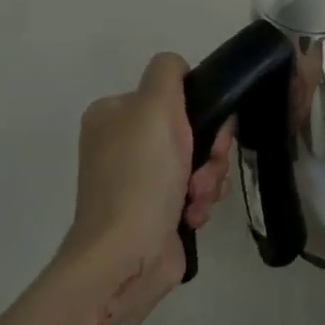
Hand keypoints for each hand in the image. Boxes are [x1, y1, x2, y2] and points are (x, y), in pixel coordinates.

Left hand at [57, 53, 232, 298]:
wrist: (128, 255)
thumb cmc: (141, 177)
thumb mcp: (154, 107)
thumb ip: (168, 74)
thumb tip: (179, 69)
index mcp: (115, 114)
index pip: (175, 94)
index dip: (201, 111)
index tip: (208, 134)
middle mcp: (124, 143)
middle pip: (193, 130)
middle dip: (209, 153)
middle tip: (203, 171)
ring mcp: (139, 179)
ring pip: (199, 163)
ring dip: (209, 180)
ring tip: (196, 200)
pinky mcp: (155, 210)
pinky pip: (195, 191)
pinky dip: (200, 202)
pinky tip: (191, 215)